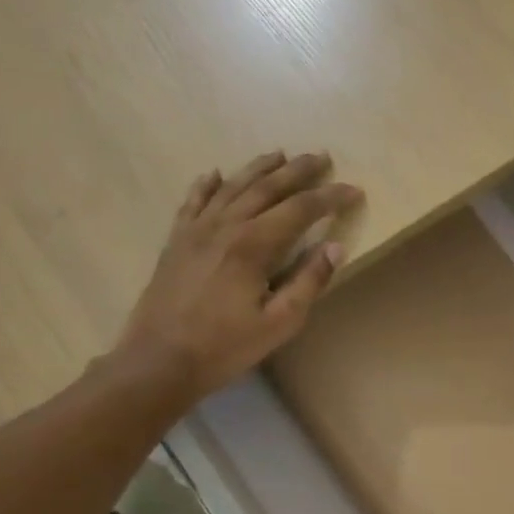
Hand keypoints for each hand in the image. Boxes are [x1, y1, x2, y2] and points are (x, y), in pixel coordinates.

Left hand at [113, 151, 361, 399]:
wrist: (159, 359)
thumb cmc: (226, 346)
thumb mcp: (279, 322)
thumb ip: (308, 282)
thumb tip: (335, 247)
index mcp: (253, 245)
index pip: (300, 210)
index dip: (330, 198)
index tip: (354, 190)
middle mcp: (225, 226)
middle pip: (266, 188)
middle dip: (298, 171)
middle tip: (322, 157)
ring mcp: (196, 230)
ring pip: (232, 187)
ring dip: (259, 168)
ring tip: (280, 154)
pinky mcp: (176, 241)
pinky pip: (194, 202)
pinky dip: (208, 185)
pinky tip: (216, 174)